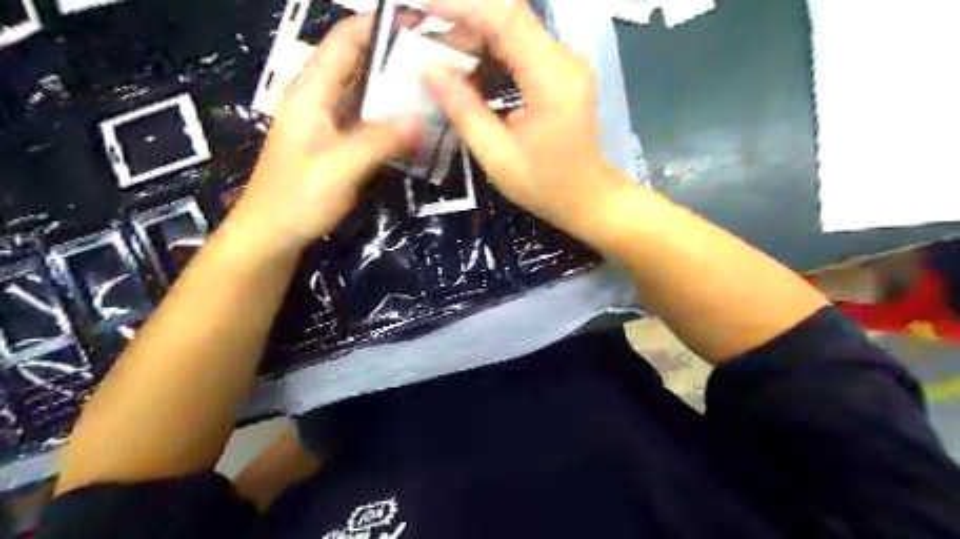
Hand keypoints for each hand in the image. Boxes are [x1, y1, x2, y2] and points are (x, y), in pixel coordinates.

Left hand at [230, 12, 418, 253]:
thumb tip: (422, 118)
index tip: (422, 25)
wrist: (272, 233)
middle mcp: (321, 99)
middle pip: (361, 63)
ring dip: (399, 90)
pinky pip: (370, 121)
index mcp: (312, 92)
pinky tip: (417, 127)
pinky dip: (393, 119)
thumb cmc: (297, 198)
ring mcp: (330, 122)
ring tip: (437, 90)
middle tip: (441, 63)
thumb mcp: (339, 168)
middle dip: (398, 58)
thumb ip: (379, 140)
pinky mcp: (338, 143)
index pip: (346, 39)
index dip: (380, 24)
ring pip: (369, 93)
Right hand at [427, 0, 632, 237]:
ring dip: (478, 36)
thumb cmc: (545, 185)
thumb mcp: (497, 155)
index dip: (463, 5)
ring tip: (443, 57)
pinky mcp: (564, 73)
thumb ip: (463, 110)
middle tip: (428, 41)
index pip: (506, 18)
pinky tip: (472, 70)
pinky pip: (525, 48)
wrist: (588, 198)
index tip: (423, 7)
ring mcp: (567, 64)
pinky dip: (494, 52)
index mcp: (551, 79)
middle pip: (511, 18)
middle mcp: (565, 60)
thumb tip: (428, 71)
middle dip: (465, 22)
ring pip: (516, 30)